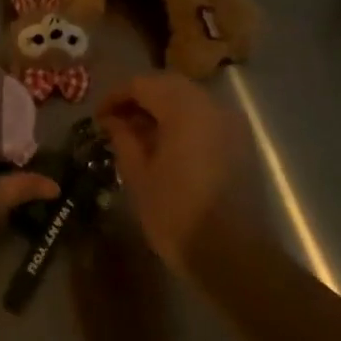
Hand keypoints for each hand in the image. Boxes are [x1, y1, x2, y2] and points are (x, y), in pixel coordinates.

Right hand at [96, 72, 249, 269]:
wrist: (234, 255)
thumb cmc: (176, 215)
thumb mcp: (138, 176)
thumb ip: (124, 139)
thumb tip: (114, 121)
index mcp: (183, 109)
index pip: (142, 84)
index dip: (116, 96)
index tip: (98, 117)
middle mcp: (211, 106)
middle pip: (168, 85)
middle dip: (139, 98)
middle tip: (116, 121)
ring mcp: (231, 123)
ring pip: (189, 99)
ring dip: (161, 108)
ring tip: (138, 134)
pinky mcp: (241, 143)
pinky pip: (205, 118)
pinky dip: (182, 121)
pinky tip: (166, 146)